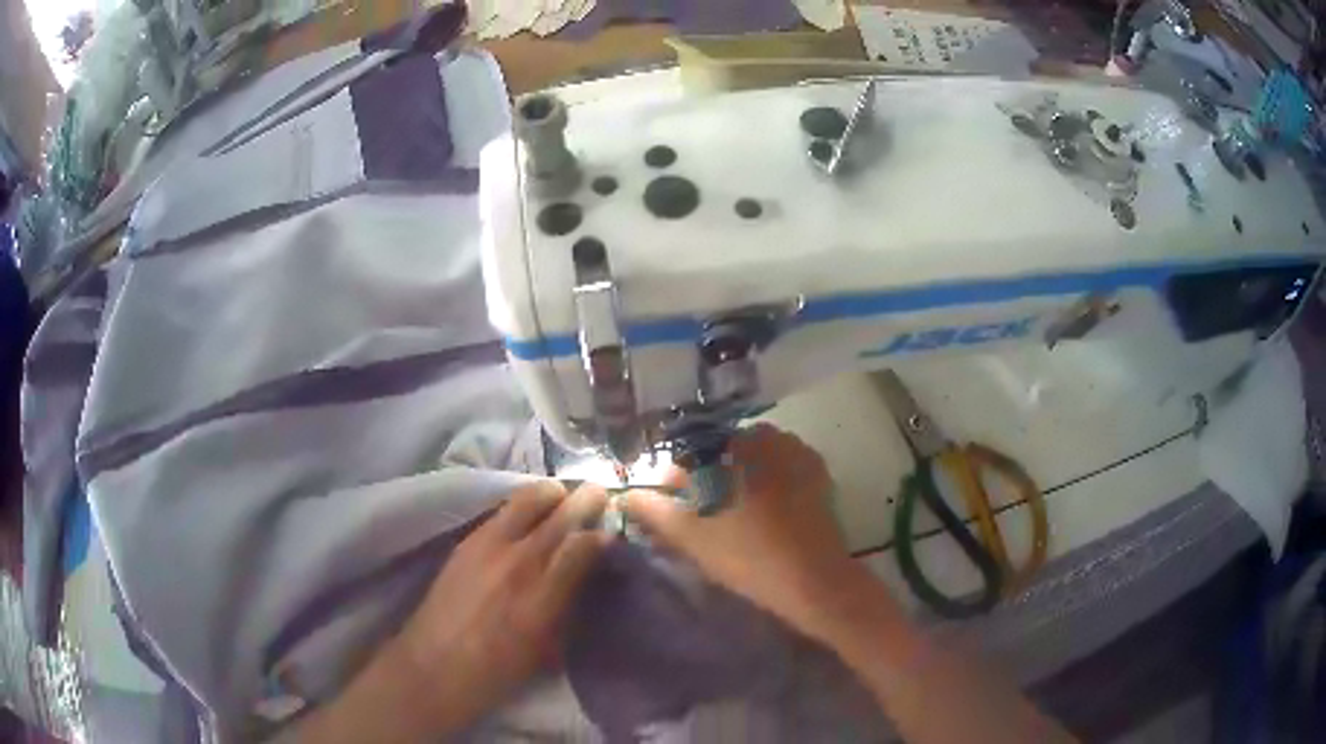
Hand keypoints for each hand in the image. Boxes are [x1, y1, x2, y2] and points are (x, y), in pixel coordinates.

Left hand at [392, 481, 611, 734]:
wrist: (434, 666)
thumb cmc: (497, 672)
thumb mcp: (546, 649)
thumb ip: (567, 607)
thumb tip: (585, 576)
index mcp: (543, 599)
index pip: (582, 547)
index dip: (602, 534)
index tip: (611, 531)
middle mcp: (518, 564)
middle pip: (559, 516)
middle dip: (584, 500)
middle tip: (598, 493)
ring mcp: (487, 547)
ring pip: (527, 500)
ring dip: (551, 494)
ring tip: (562, 495)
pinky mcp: (466, 543)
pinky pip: (502, 511)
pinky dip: (522, 504)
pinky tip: (527, 512)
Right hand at [625, 424, 884, 641]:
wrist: (813, 580)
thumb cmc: (746, 555)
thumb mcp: (690, 536)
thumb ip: (653, 510)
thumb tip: (626, 494)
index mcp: (734, 446)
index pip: (691, 451)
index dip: (678, 480)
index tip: (675, 509)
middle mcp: (768, 436)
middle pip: (722, 452)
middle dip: (707, 478)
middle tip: (703, 517)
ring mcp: (797, 452)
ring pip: (752, 459)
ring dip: (737, 479)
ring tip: (733, 518)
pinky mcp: (817, 472)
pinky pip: (780, 468)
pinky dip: (766, 484)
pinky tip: (764, 514)